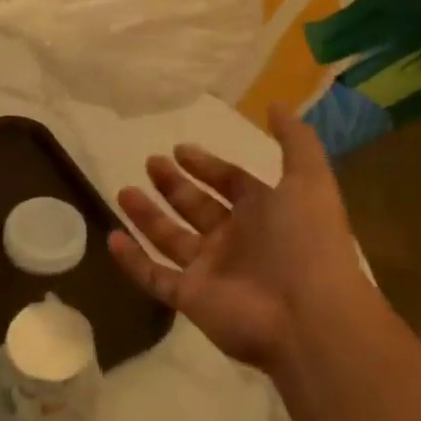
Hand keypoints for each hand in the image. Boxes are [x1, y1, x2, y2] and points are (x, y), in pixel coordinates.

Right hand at [108, 105, 367, 373]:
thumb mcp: (309, 180)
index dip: (207, 166)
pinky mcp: (191, 298)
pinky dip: (132, 260)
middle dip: (173, 185)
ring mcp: (211, 270)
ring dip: (147, 216)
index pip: (230, 183)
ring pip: (171, 238)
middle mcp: (236, 240)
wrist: (308, 316)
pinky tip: (112, 238)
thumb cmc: (306, 241)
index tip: (180, 149)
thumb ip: (295, 141)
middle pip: (197, 207)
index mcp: (264, 213)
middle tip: (150, 162)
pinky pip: (154, 277)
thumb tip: (276, 104)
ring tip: (123, 191)